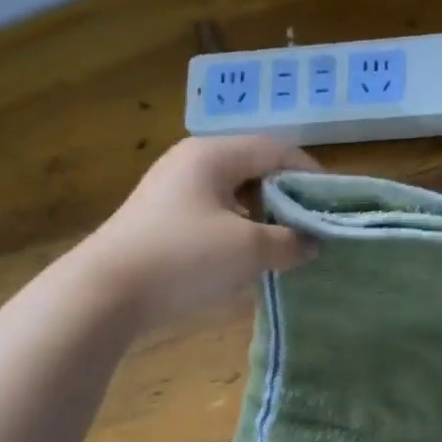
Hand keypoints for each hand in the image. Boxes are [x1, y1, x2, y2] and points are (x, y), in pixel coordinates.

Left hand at [73, 136, 320, 328]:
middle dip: (288, 195)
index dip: (311, 173)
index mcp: (213, 155)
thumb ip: (289, 241)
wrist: (105, 292)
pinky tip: (248, 256)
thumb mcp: (248, 250)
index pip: (276, 149)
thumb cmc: (183, 259)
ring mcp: (172, 191)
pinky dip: (239, 228)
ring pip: (233, 193)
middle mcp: (191, 162)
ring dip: (263, 215)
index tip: (336, 202)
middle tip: (315, 225)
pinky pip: (213, 214)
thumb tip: (312, 243)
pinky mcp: (161, 219)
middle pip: (253, 168)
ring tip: (287, 243)